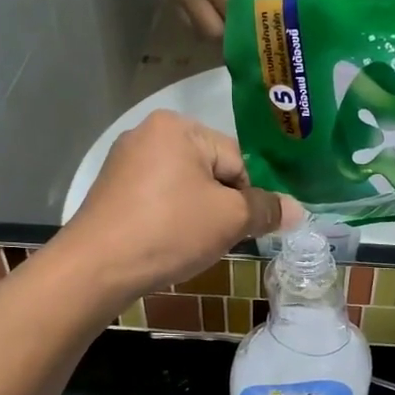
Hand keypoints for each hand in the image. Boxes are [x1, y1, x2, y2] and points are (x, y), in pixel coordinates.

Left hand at [57, 111, 301, 301]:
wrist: (95, 268)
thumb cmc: (169, 231)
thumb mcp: (229, 219)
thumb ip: (267, 210)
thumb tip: (299, 210)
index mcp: (177, 126)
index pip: (236, 159)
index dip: (247, 197)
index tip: (243, 228)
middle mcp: (148, 133)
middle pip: (211, 171)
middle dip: (221, 206)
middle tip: (217, 238)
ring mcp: (125, 163)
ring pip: (185, 189)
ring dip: (198, 216)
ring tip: (190, 245)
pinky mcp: (112, 191)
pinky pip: (158, 200)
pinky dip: (170, 221)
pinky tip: (167, 244)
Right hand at [161, 0, 271, 38]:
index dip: (276, 1)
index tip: (292, 14)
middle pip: (233, 12)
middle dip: (255, 25)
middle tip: (273, 34)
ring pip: (212, 29)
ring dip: (233, 37)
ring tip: (250, 38)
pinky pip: (196, 29)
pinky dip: (215, 33)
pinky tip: (229, 29)